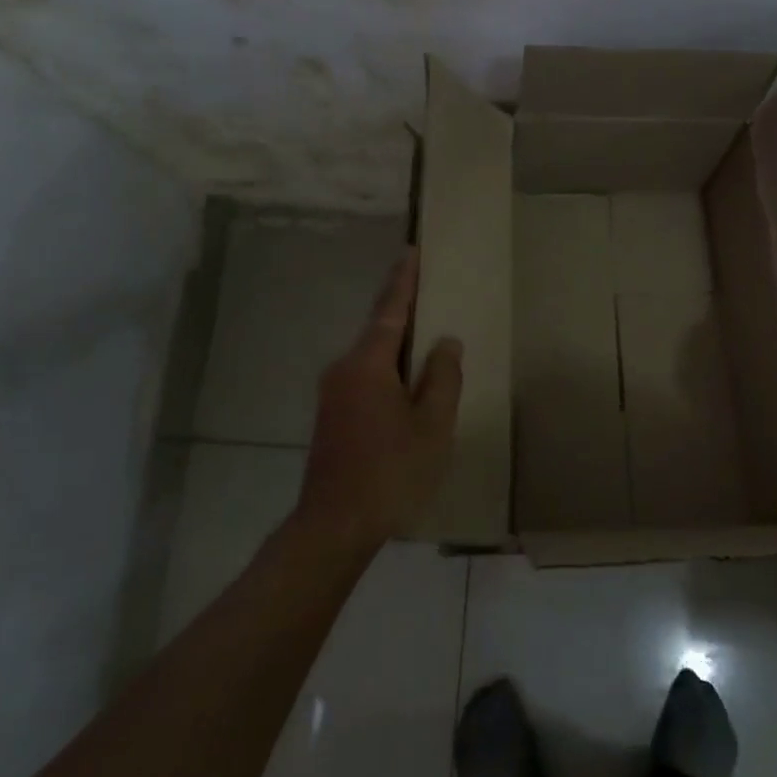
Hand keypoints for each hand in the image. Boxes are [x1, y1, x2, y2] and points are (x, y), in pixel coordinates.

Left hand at [297, 249, 463, 547]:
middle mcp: (344, 369)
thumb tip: (445, 341)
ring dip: (397, 344)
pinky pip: (365, 376)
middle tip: (429, 290)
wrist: (333, 526)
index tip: (412, 251)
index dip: (404, 280)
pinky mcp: (332, 416)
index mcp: (368, 364)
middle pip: (379, 330)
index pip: (390, 310)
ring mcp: (333, 393)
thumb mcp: (432, 425)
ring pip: (371, 356)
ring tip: (427, 337)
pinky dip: (388, 369)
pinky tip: (408, 382)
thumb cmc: (391, 472)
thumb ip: (442, 377)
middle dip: (403, 309)